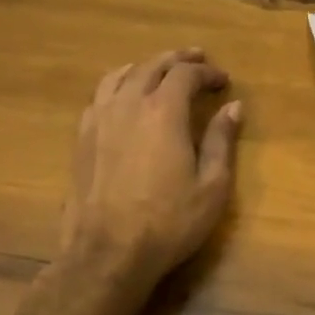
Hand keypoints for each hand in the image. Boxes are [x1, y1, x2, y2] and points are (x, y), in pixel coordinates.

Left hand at [59, 49, 242, 300]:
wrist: (106, 254)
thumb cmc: (168, 222)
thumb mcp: (211, 186)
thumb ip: (221, 141)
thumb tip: (233, 107)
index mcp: (163, 111)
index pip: (186, 74)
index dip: (207, 72)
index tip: (223, 81)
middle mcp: (129, 104)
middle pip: (152, 66)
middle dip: (177, 60)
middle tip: (196, 59)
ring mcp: (99, 119)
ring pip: (121, 75)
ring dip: (144, 66)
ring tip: (158, 69)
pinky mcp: (81, 138)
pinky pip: (99, 96)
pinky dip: (117, 85)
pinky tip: (123, 97)